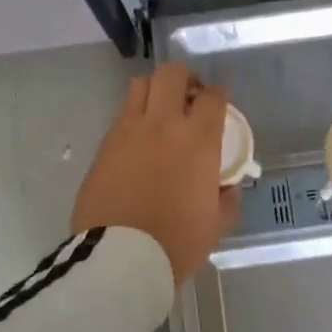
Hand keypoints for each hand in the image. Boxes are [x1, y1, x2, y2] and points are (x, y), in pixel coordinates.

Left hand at [72, 63, 241, 284]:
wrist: (120, 257)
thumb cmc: (176, 242)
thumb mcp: (216, 225)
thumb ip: (227, 200)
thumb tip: (227, 189)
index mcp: (198, 141)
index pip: (212, 97)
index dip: (219, 94)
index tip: (220, 102)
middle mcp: (163, 125)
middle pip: (172, 74)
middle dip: (185, 77)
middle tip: (190, 95)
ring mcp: (128, 131)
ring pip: (140, 85)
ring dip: (155, 90)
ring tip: (161, 110)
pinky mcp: (104, 146)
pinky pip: (121, 115)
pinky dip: (134, 117)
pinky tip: (140, 140)